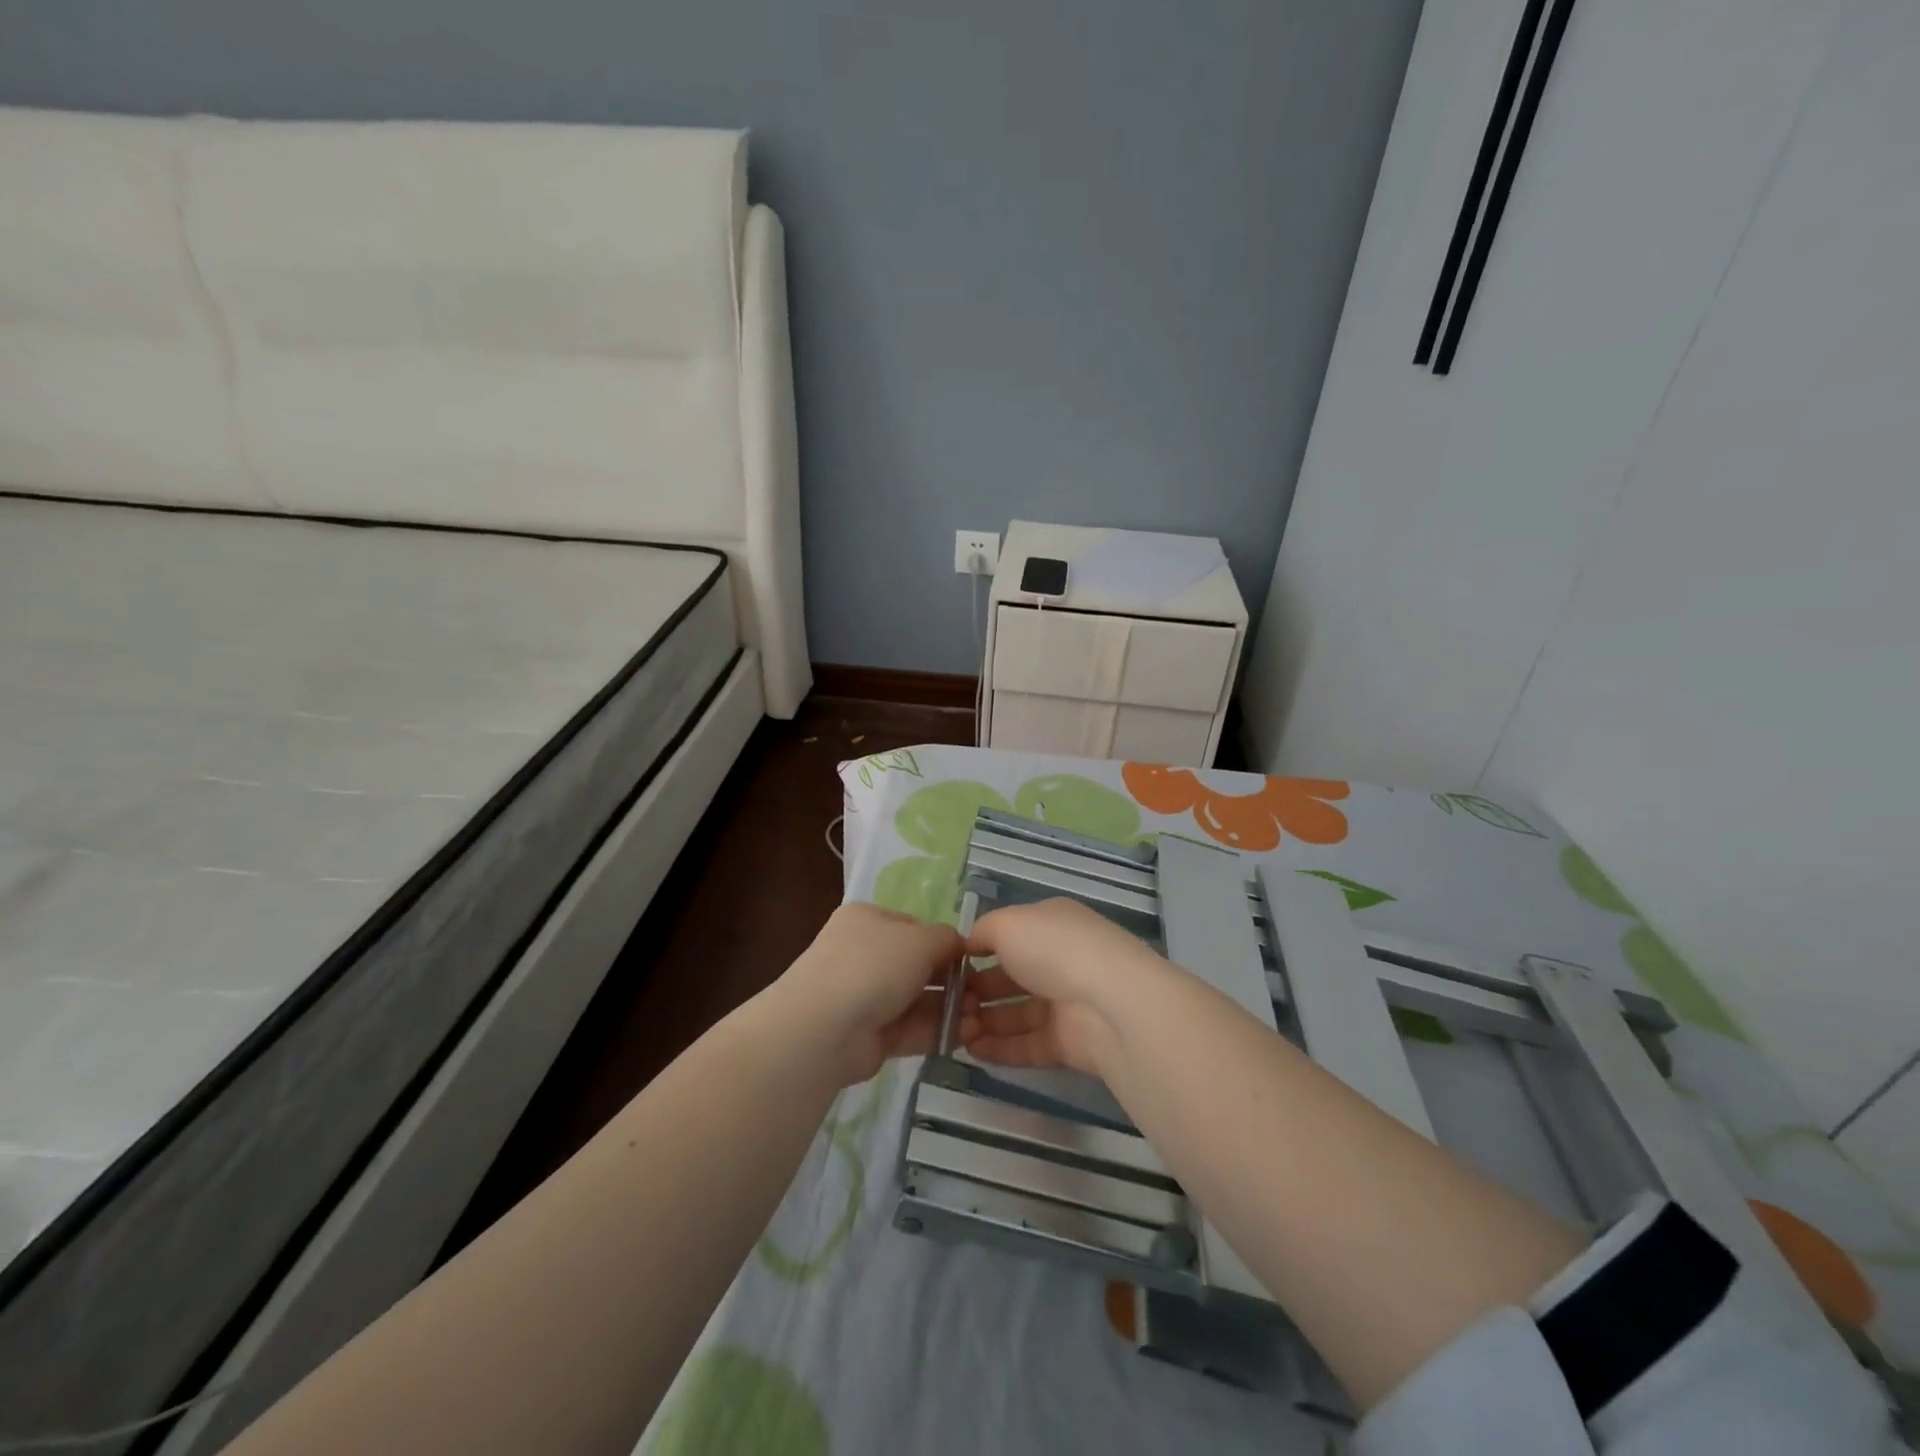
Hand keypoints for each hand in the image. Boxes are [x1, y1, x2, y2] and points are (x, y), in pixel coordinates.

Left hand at [776, 902, 972, 1086]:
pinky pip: (910, 1028)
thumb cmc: (874, 965)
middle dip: (952, 980)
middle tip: (983, 995)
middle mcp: (864, 954)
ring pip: (916, 999)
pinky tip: (967, 1035)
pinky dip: (937, 1030)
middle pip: (917, 965)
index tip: (971, 960)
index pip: (914, 926)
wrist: (824, 1027)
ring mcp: (864, 996)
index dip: (944, 942)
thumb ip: (947, 939)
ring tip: (983, 1018)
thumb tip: (959, 946)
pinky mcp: (870, 1035)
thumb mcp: (921, 939)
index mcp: (868, 920)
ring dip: (950, 1008)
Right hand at [960, 899, 1166, 1078]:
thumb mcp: (1008, 923)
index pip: (1010, 935)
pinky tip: (971, 1051)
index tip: (948, 969)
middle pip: (1011, 977)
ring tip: (952, 1032)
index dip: (978, 951)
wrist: (1109, 1003)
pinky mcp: (1069, 1043)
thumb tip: (968, 944)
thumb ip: (982, 931)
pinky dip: (1000, 1048)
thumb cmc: (1053, 949)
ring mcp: (1067, 1003)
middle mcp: (1060, 961)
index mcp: (1051, 925)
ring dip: (984, 1022)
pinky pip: (1027, 1045)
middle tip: (945, 1006)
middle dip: (976, 991)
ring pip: (1017, 1014)